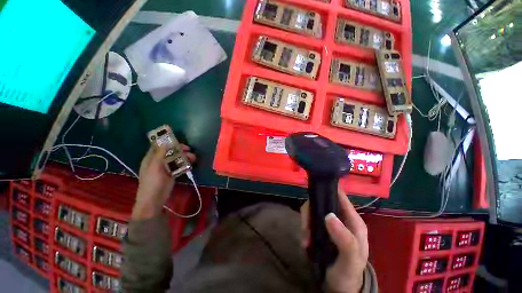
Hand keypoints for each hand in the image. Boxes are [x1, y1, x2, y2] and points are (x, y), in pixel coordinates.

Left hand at [132, 144, 195, 219]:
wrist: (154, 200)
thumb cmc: (152, 182)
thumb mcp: (154, 167)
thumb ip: (160, 154)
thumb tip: (166, 142)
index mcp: (151, 158)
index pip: (158, 146)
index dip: (167, 141)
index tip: (178, 140)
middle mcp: (159, 161)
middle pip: (170, 151)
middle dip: (179, 149)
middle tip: (188, 149)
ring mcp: (166, 167)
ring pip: (176, 158)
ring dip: (185, 157)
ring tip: (193, 158)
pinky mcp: (172, 173)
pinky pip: (179, 165)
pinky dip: (185, 164)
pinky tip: (190, 164)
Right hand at [300, 189, 368, 292]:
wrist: (340, 288)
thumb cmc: (349, 274)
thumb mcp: (351, 260)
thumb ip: (345, 239)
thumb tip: (329, 215)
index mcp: (352, 220)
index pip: (339, 196)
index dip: (327, 190)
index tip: (313, 191)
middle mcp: (341, 217)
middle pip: (322, 201)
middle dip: (311, 211)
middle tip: (305, 227)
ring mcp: (330, 222)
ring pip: (313, 209)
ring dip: (306, 221)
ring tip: (305, 238)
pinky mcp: (321, 228)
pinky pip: (309, 220)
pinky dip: (305, 228)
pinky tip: (305, 241)